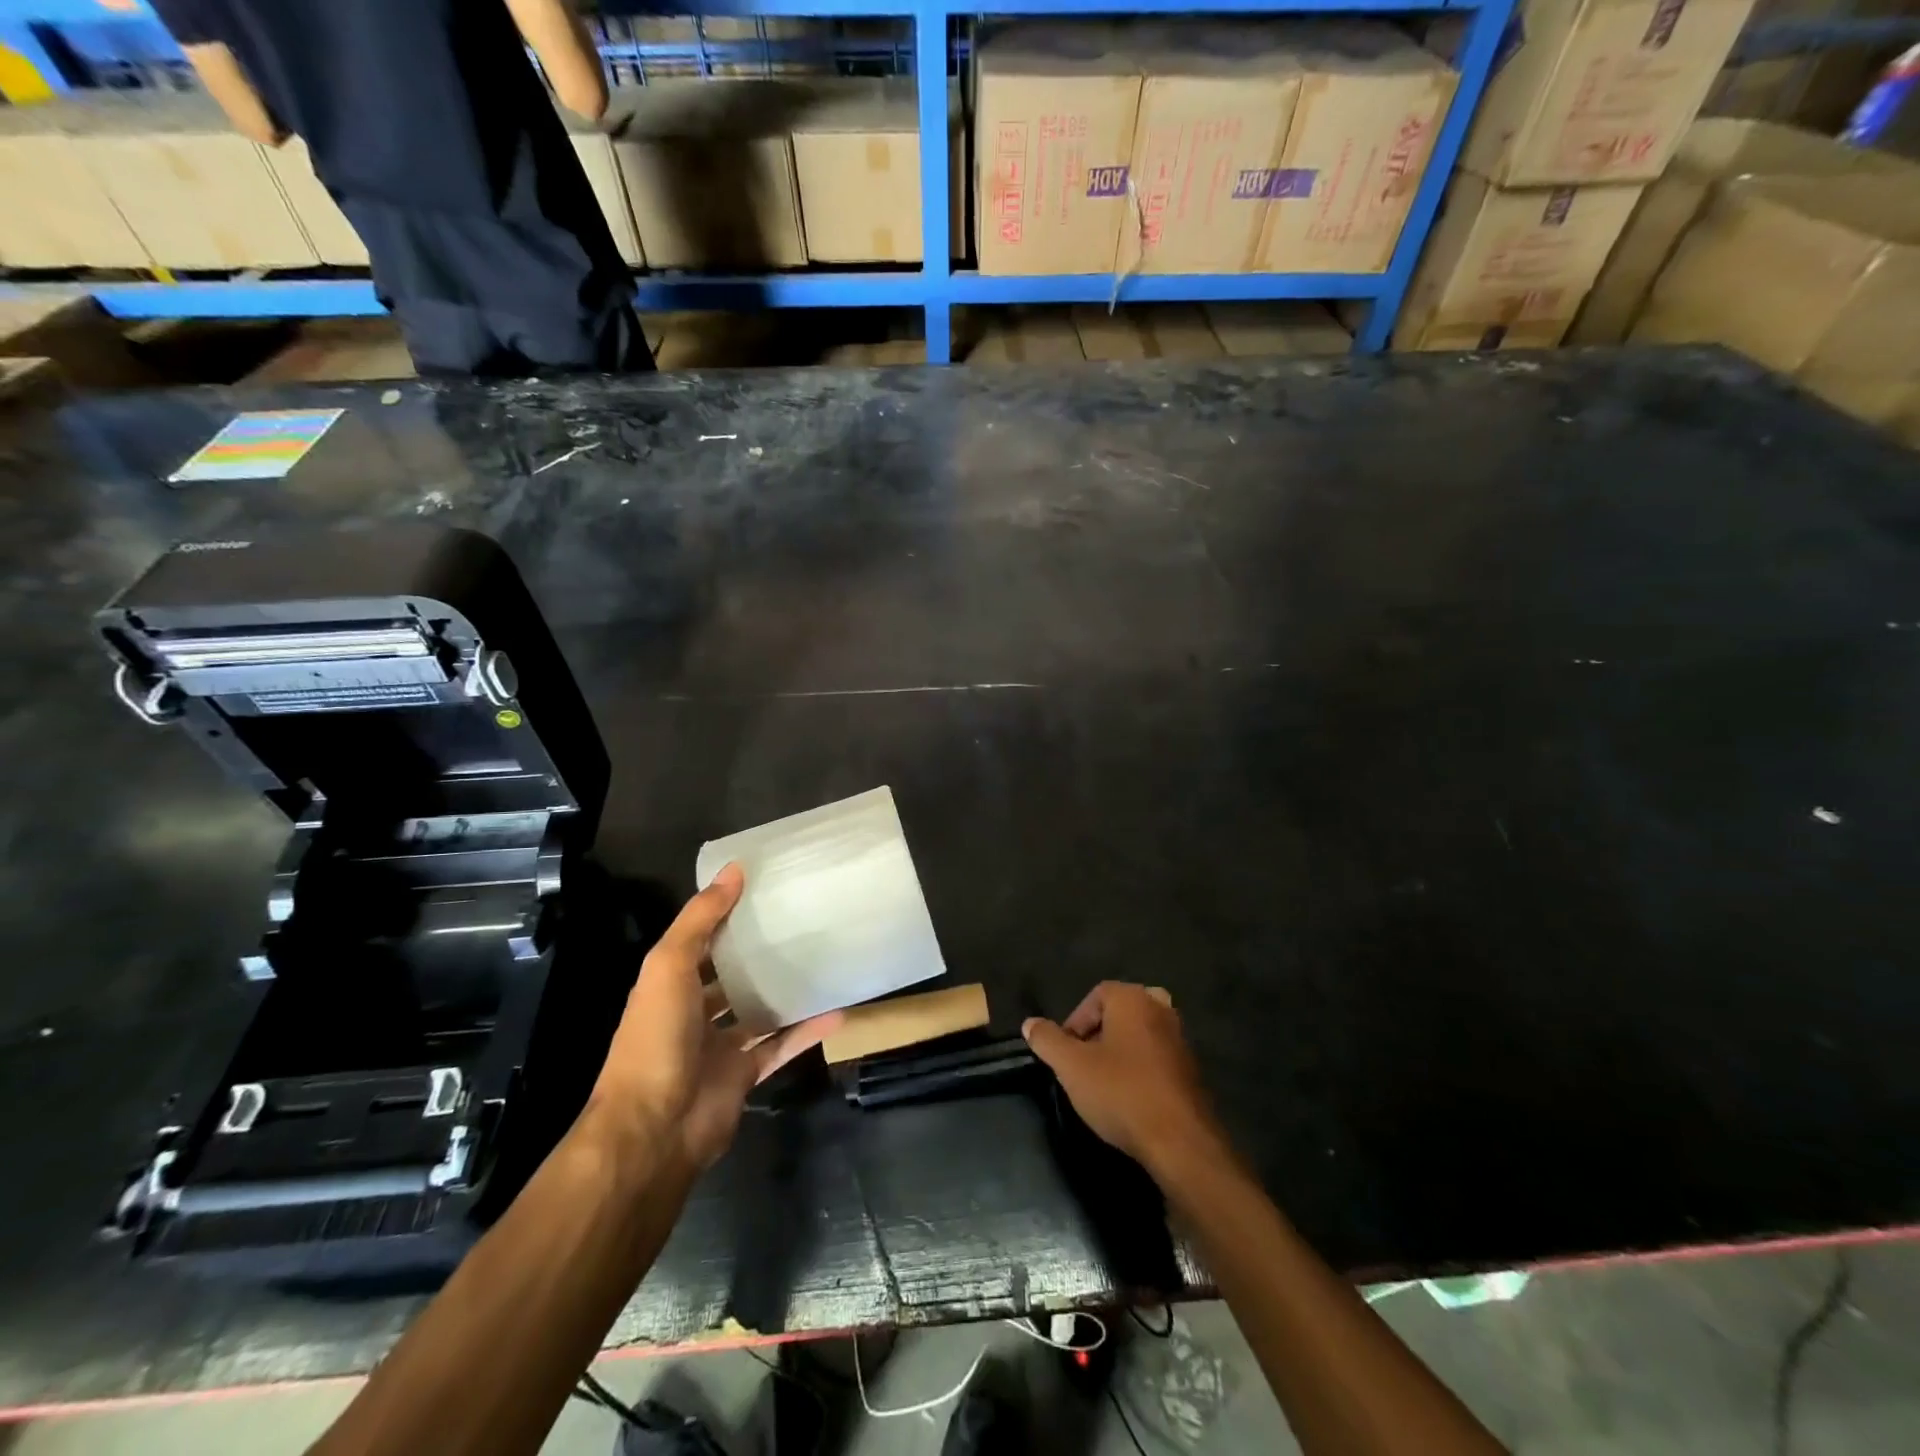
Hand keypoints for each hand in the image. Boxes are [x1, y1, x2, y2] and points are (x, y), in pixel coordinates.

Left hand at [588, 864, 842, 1171]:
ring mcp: (719, 1045)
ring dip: (786, 990)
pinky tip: (837, 1012)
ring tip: (824, 961)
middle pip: (730, 974)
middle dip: (759, 952)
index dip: (727, 914)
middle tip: (803, 921)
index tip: (765, 887)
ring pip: (758, 1009)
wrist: (653, 1131)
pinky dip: (806, 1032)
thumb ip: (700, 919)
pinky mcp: (743, 1074)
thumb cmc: (655, 1039)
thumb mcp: (669, 966)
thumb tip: (734, 869)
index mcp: (670, 983)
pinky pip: (780, 1046)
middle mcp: (693, 1011)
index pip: (701, 940)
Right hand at [1023, 982, 1228, 1181]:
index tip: (1065, 1053)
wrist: (1180, 1141)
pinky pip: (1157, 1057)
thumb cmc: (1121, 1093)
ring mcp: (1180, 1039)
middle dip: (1099, 1033)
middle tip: (1084, 1063)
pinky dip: (1141, 1068)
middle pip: (1119, 1012)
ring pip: (1140, 1034)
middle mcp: (1160, 1009)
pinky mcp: (1192, 1069)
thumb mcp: (1071, 1067)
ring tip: (1103, 1082)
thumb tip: (1030, 1024)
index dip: (1075, 1022)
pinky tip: (1129, 1097)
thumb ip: (1047, 1040)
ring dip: (1120, 1051)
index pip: (1096, 995)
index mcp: (1133, 999)